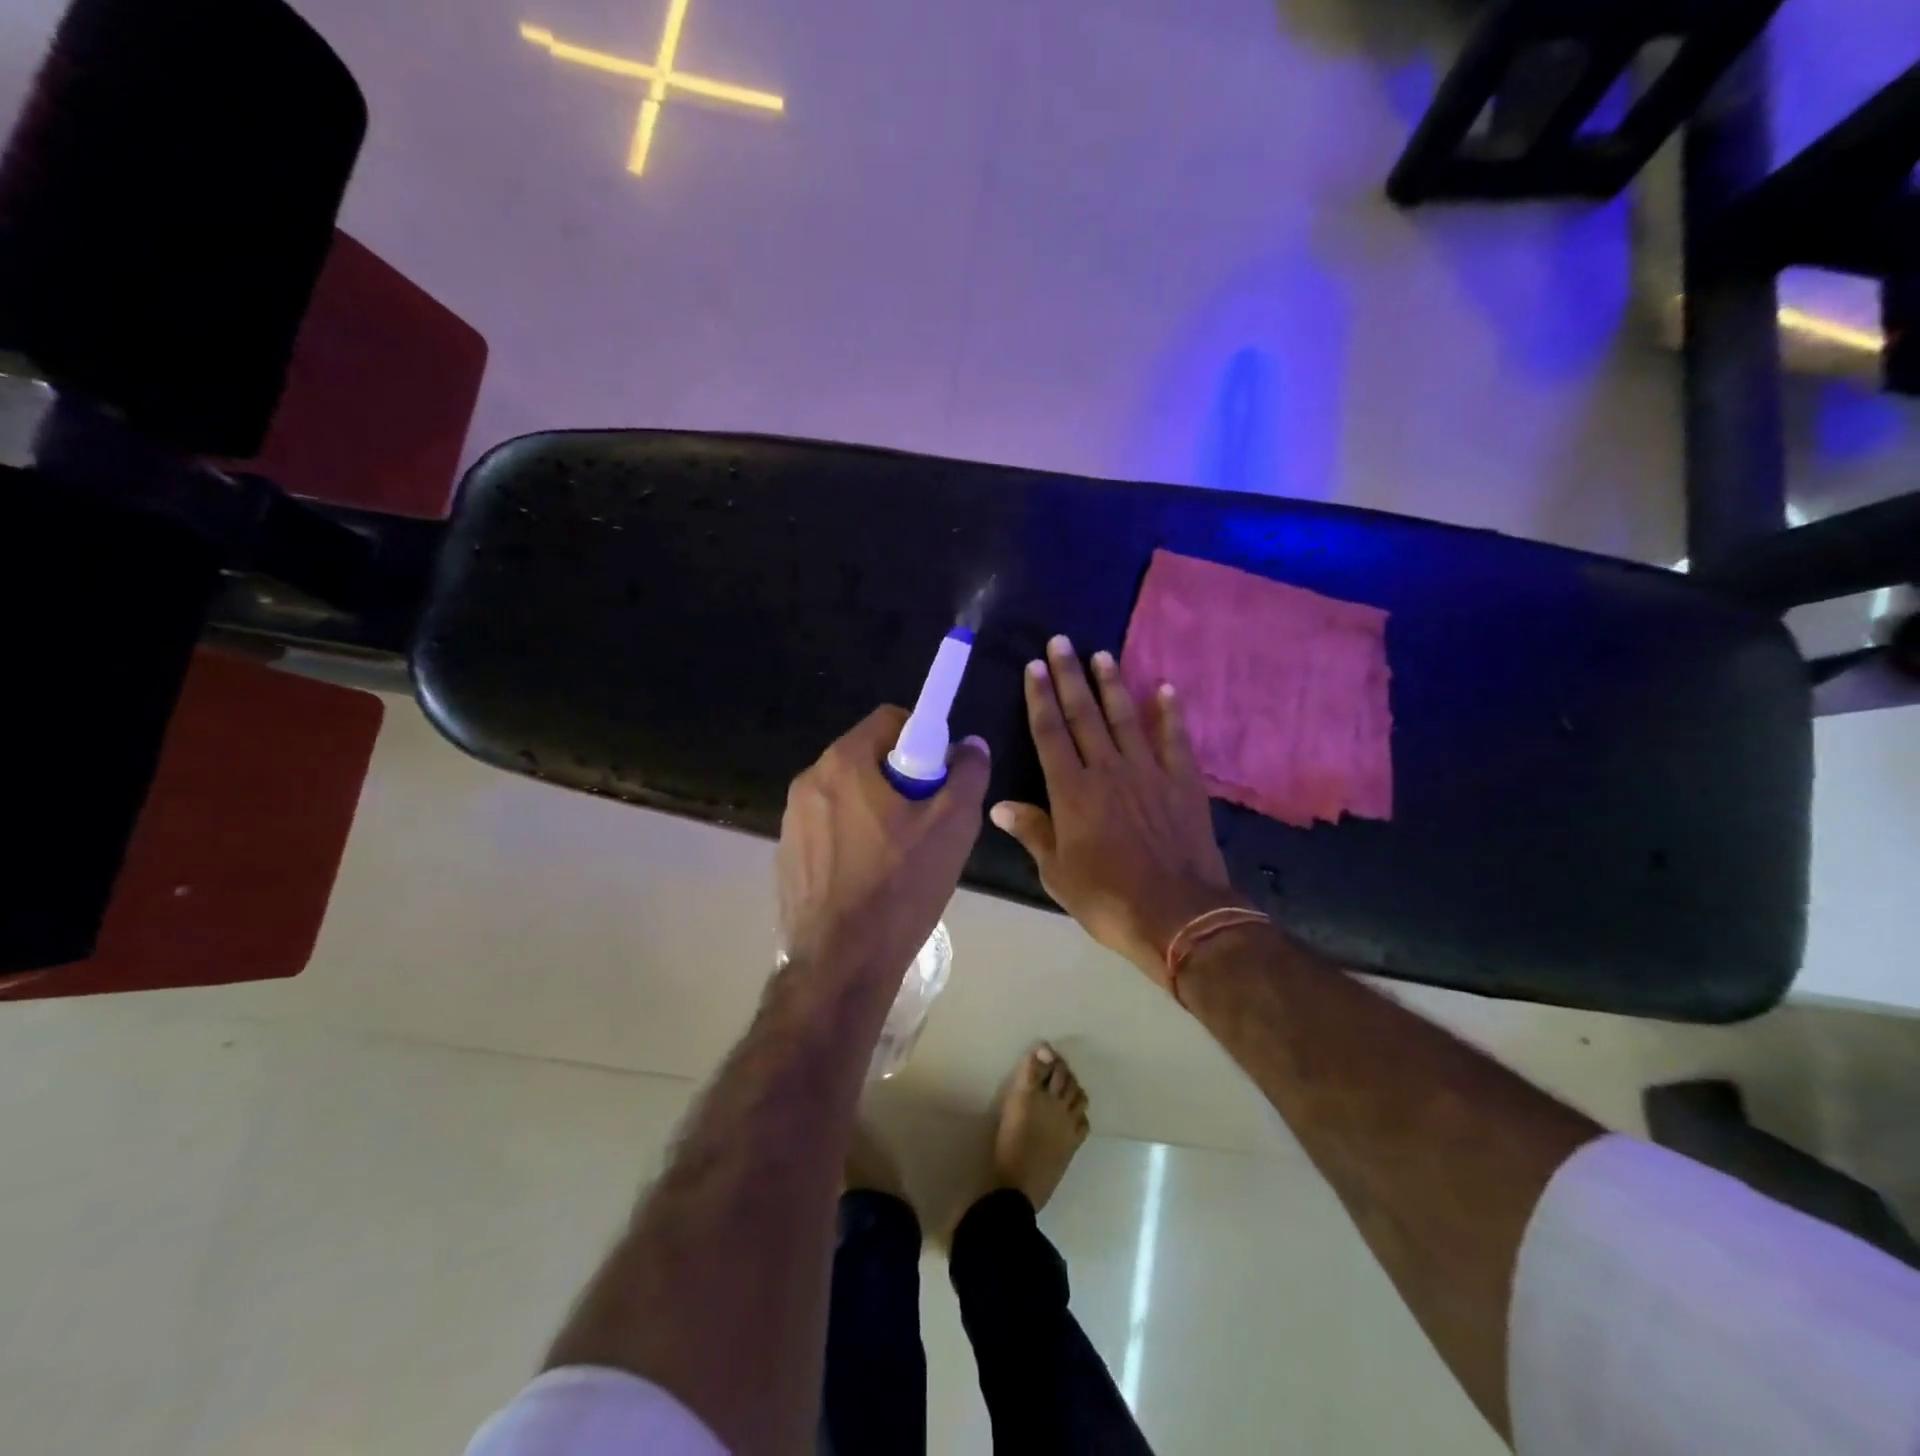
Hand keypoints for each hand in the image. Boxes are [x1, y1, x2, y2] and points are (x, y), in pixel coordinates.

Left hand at [778, 705, 990, 981]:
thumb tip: (970, 745)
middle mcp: (809, 782)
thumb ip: (967, 774)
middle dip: (902, 779)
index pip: (890, 720)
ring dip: (877, 810)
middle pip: (868, 758)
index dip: (924, 740)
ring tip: (902, 856)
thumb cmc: (899, 886)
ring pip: (848, 796)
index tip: (940, 777)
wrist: (840, 964)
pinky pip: (830, 830)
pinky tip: (872, 879)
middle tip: (928, 820)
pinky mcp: (788, 857)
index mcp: (843, 763)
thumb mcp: (952, 825)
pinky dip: (853, 839)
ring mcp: (792, 822)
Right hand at [991, 637, 1243, 986]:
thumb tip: (999, 804)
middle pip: (1084, 715)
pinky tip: (1165, 688)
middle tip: (1061, 642)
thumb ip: (1032, 832)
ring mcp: (1148, 772)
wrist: (1178, 915)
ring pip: (1125, 717)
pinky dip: (1170, 712)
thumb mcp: (1057, 873)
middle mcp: (1107, 770)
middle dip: (1070, 676)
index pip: (1050, 733)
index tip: (1035, 667)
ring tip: (1101, 654)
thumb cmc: (1108, 898)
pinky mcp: (1182, 782)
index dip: (1041, 698)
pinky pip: (1174, 739)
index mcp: (1072, 791)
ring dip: (1112, 684)